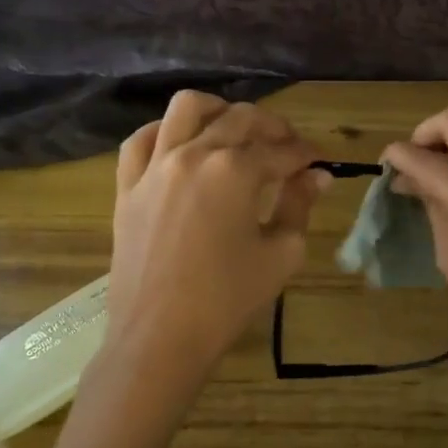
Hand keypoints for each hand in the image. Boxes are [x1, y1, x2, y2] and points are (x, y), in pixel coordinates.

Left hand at [97, 92, 326, 413]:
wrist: (159, 338)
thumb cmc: (227, 300)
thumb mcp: (280, 254)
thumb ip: (298, 205)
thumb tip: (317, 177)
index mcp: (235, 171)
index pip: (280, 151)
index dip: (305, 155)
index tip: (319, 163)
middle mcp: (194, 154)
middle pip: (239, 118)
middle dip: (272, 128)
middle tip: (288, 148)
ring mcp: (155, 166)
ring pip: (186, 109)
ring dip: (217, 110)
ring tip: (233, 129)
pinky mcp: (127, 186)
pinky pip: (140, 141)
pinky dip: (163, 132)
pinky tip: (179, 144)